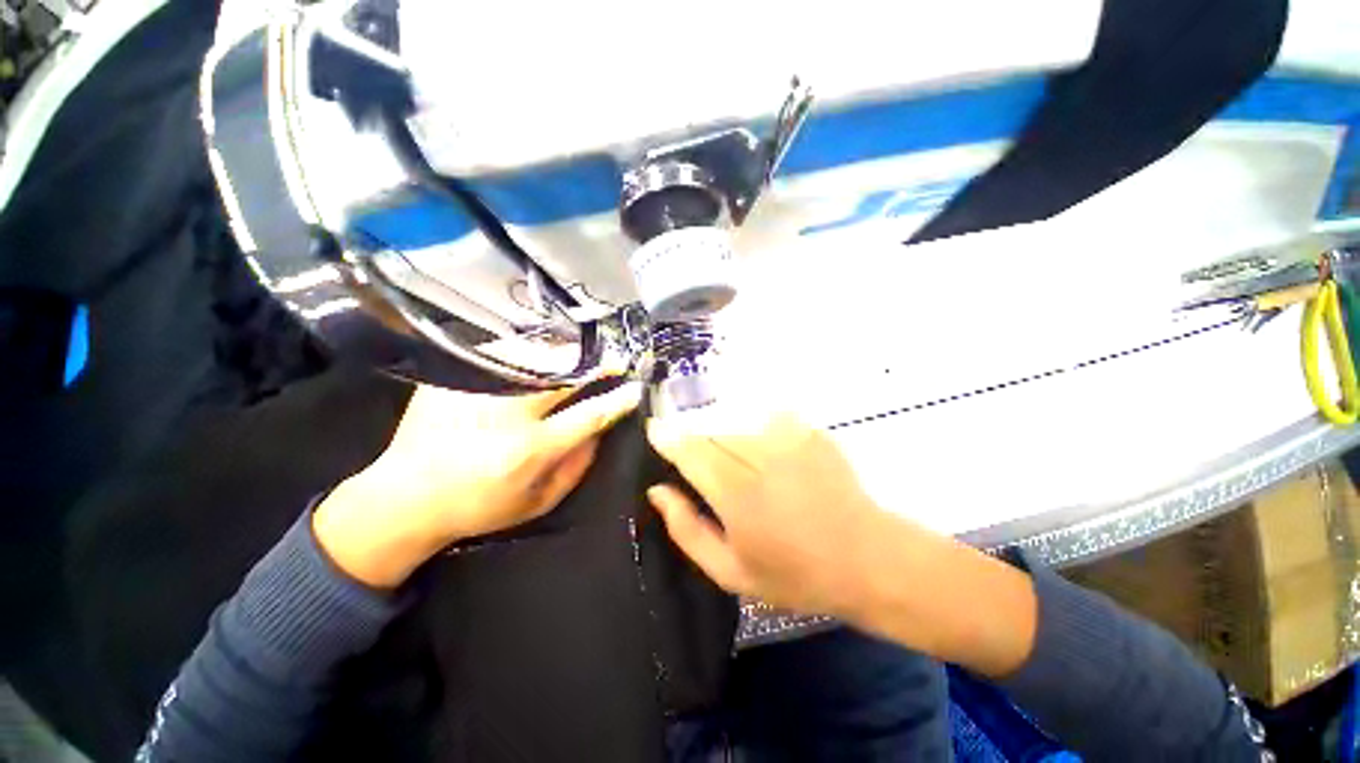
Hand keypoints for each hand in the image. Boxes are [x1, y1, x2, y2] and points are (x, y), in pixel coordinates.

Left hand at [314, 381, 640, 588]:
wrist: (405, 498)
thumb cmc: (479, 507)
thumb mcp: (537, 503)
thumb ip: (576, 468)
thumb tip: (599, 432)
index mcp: (531, 449)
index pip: (590, 415)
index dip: (618, 400)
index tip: (635, 388)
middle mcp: (508, 414)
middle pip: (565, 378)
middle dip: (597, 366)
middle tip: (615, 361)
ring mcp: (477, 391)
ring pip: (534, 359)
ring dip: (567, 354)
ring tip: (584, 353)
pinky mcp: (453, 379)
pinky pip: (501, 355)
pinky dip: (528, 352)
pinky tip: (541, 352)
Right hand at [646, 411, 1037, 676]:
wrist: (867, 559)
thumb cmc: (796, 574)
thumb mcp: (731, 571)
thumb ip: (687, 529)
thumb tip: (659, 491)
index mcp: (735, 492)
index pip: (689, 450)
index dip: (667, 437)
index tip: (654, 431)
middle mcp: (758, 454)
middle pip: (710, 431)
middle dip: (697, 442)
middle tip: (704, 467)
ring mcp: (787, 437)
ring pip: (736, 424)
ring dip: (727, 439)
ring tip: (741, 469)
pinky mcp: (808, 430)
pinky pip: (766, 420)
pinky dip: (756, 432)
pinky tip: (769, 459)